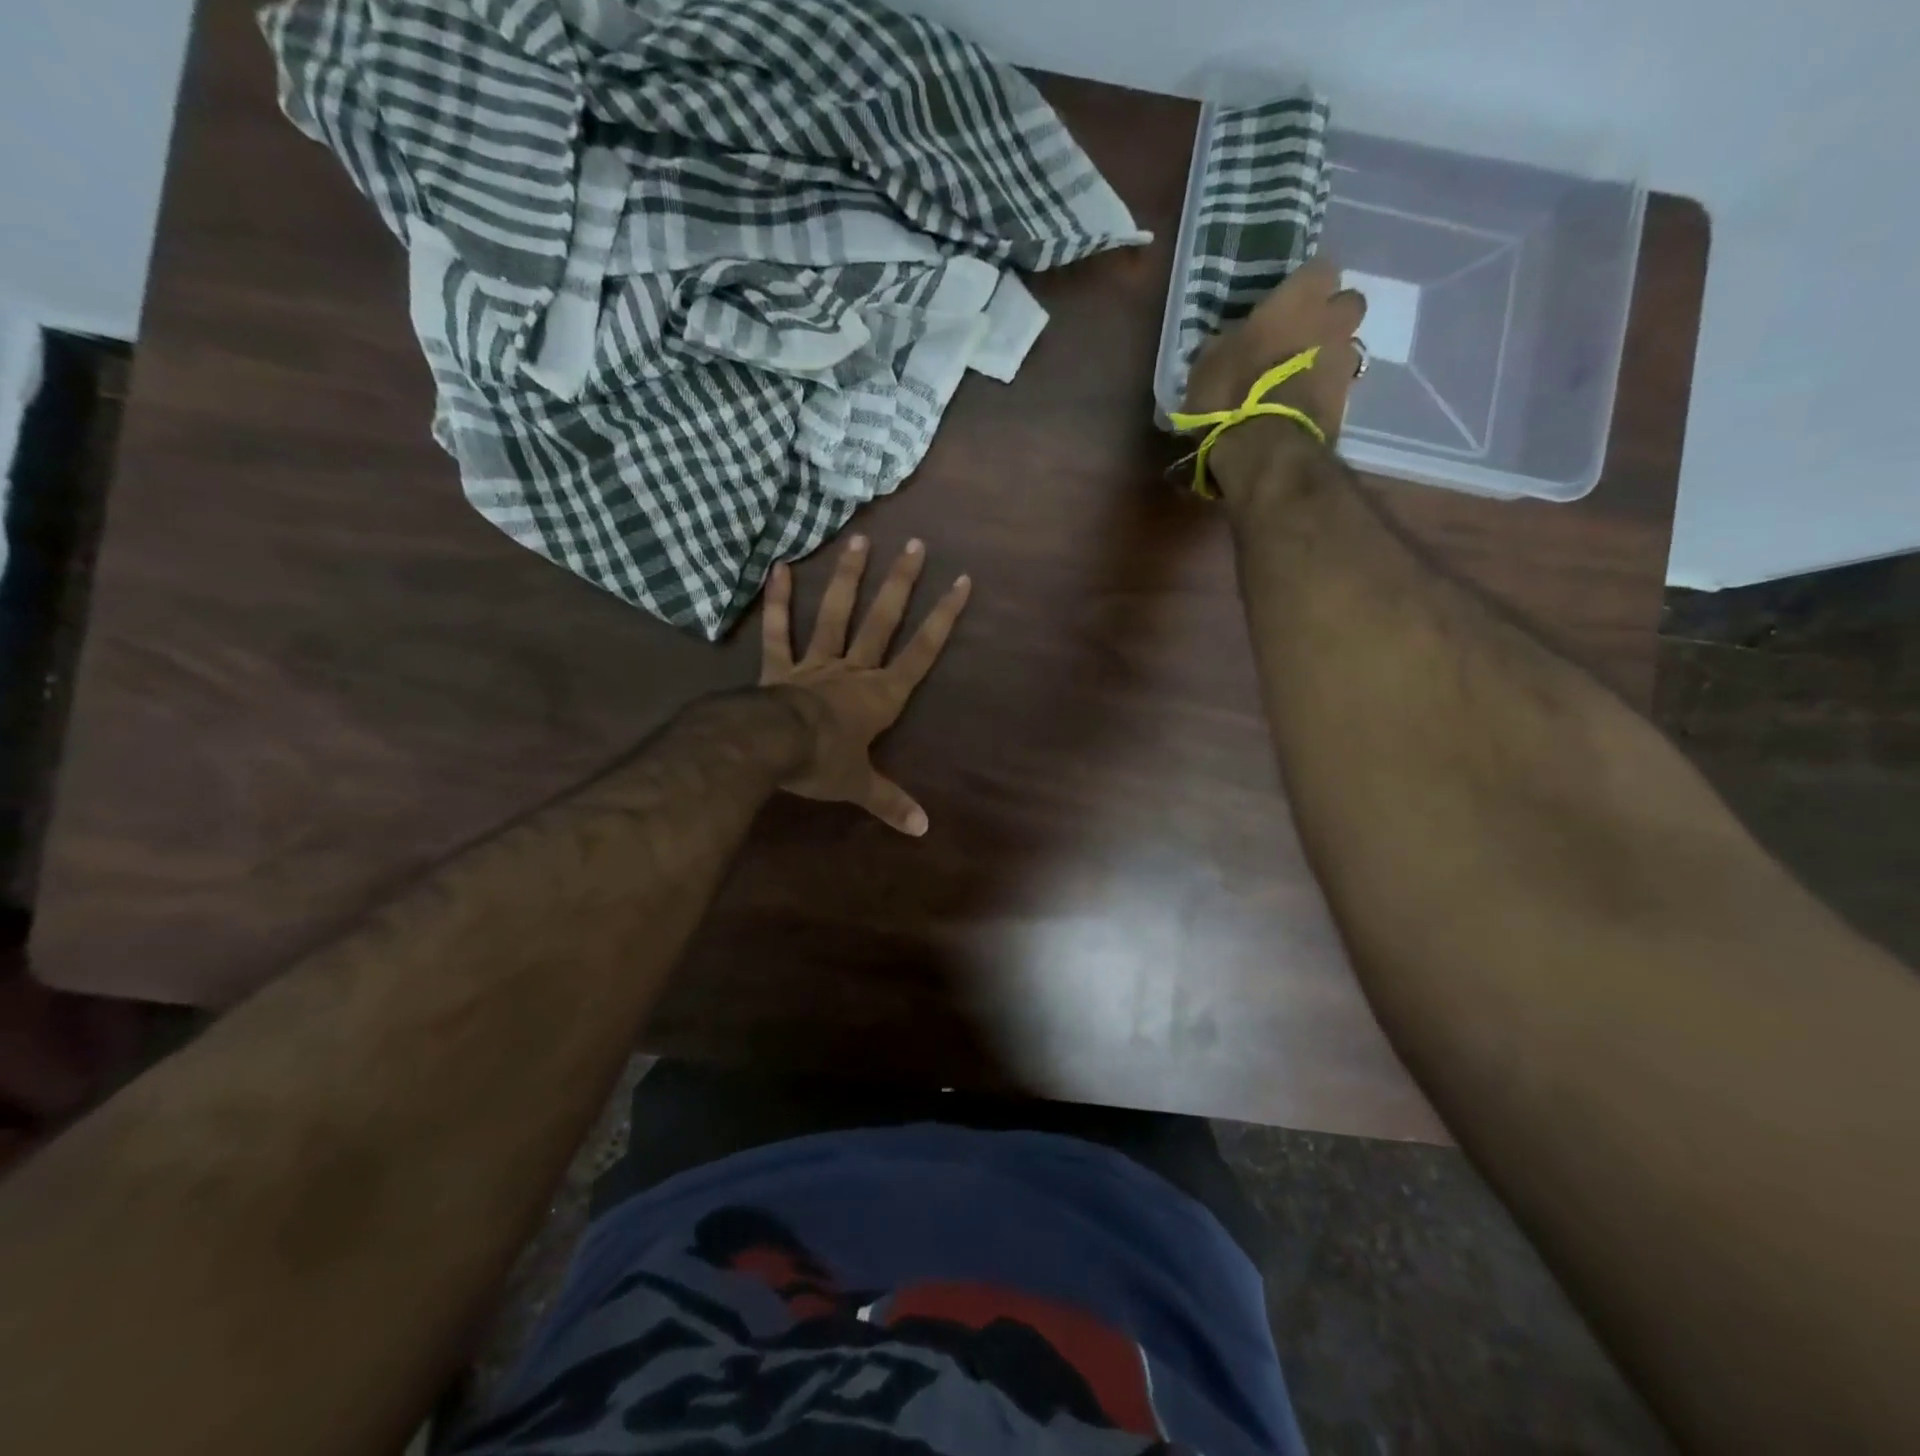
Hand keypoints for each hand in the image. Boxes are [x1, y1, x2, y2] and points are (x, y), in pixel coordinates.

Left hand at [759, 535, 970, 836]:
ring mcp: (815, 664)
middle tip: (915, 545)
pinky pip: (779, 632)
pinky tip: (779, 567)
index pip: (921, 653)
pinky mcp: (779, 666)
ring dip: (848, 578)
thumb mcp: (860, 786)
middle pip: (882, 621)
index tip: (961, 582)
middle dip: (901, 584)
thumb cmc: (823, 762)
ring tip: (861, 540)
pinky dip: (778, 602)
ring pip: (835, 615)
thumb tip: (924, 830)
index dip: (942, 618)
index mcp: (880, 696)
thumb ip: (891, 803)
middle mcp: (853, 670)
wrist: (771, 747)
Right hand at [1183, 258, 1367, 472]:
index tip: (1282, 304)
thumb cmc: (1231, 395)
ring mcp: (1345, 361)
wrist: (1266, 452)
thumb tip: (1229, 342)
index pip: (1318, 268)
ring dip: (1327, 356)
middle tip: (1297, 338)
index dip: (1302, 286)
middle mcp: (1333, 321)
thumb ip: (1226, 343)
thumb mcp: (1208, 365)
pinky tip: (1298, 407)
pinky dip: (1322, 391)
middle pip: (1346, 304)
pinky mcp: (1348, 401)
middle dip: (1327, 317)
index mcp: (1300, 298)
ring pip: (1345, 345)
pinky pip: (1338, 385)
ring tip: (1297, 379)